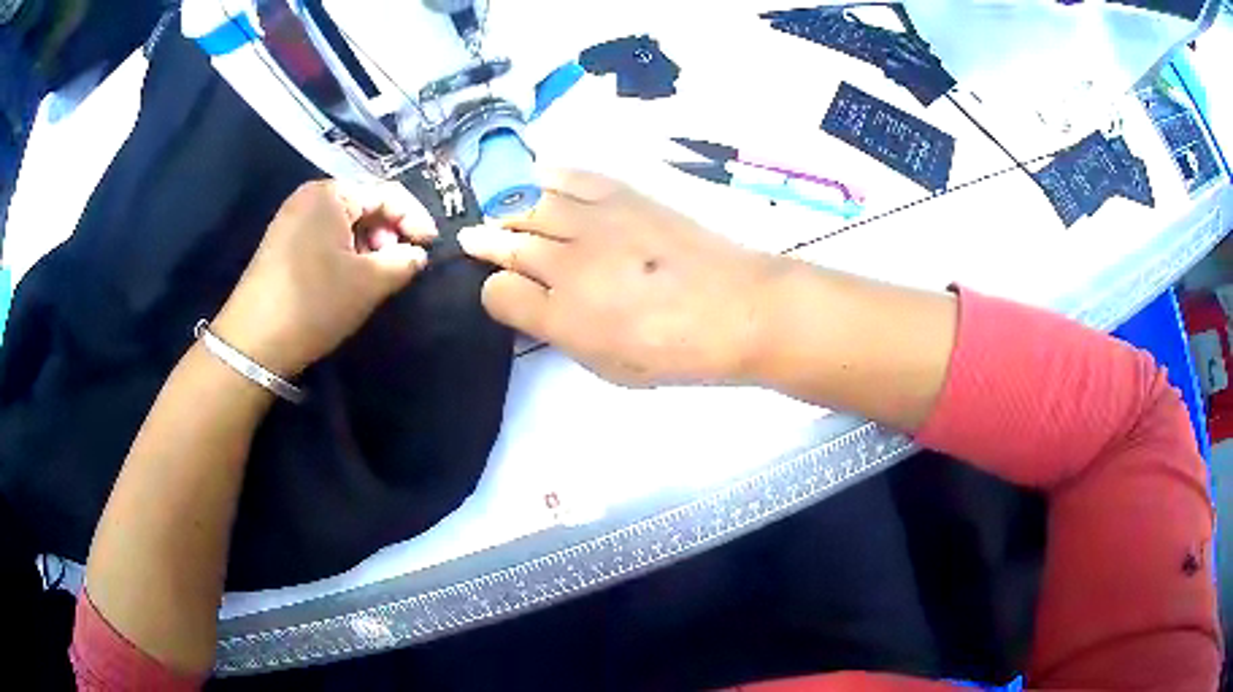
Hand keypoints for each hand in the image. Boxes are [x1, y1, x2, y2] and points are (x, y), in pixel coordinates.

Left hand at [212, 179, 437, 376]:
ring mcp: (291, 220)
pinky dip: (345, 253)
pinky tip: (348, 279)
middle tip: (399, 265)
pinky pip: (325, 237)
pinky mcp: (281, 244)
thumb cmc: (314, 303)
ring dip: (368, 246)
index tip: (431, 246)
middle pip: (364, 205)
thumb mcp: (369, 283)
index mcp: (331, 194)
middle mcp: (309, 197)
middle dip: (388, 233)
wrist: (253, 342)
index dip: (415, 218)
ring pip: (345, 224)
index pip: (386, 193)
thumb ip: (403, 262)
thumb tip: (418, 254)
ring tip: (375, 276)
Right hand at [458, 169, 783, 386]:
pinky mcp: (622, 194)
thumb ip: (561, 333)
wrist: (739, 307)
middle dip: (485, 240)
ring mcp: (594, 221)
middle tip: (473, 237)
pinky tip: (534, 179)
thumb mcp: (609, 366)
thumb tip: (529, 302)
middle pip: (507, 240)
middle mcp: (568, 261)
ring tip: (499, 210)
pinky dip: (544, 176)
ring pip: (529, 202)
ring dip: (506, 207)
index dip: (492, 290)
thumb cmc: (675, 351)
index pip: (499, 292)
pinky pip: (569, 176)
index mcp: (563, 315)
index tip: (499, 289)